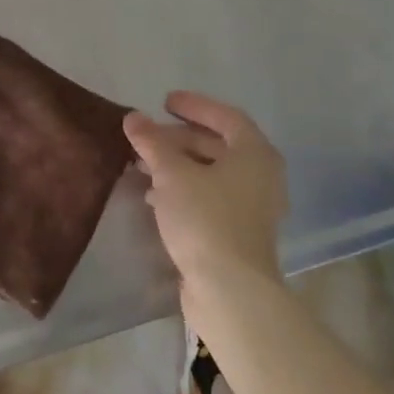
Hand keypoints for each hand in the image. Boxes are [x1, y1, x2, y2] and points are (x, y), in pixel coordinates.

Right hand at [125, 92, 286, 299]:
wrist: (231, 292)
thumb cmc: (206, 219)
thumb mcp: (172, 173)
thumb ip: (152, 142)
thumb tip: (133, 117)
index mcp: (255, 154)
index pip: (226, 117)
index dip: (195, 105)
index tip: (165, 101)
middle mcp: (260, 177)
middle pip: (218, 145)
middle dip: (180, 138)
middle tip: (148, 137)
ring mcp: (253, 208)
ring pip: (212, 174)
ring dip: (179, 166)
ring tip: (143, 165)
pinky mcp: (239, 234)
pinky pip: (211, 198)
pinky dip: (185, 190)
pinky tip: (156, 197)